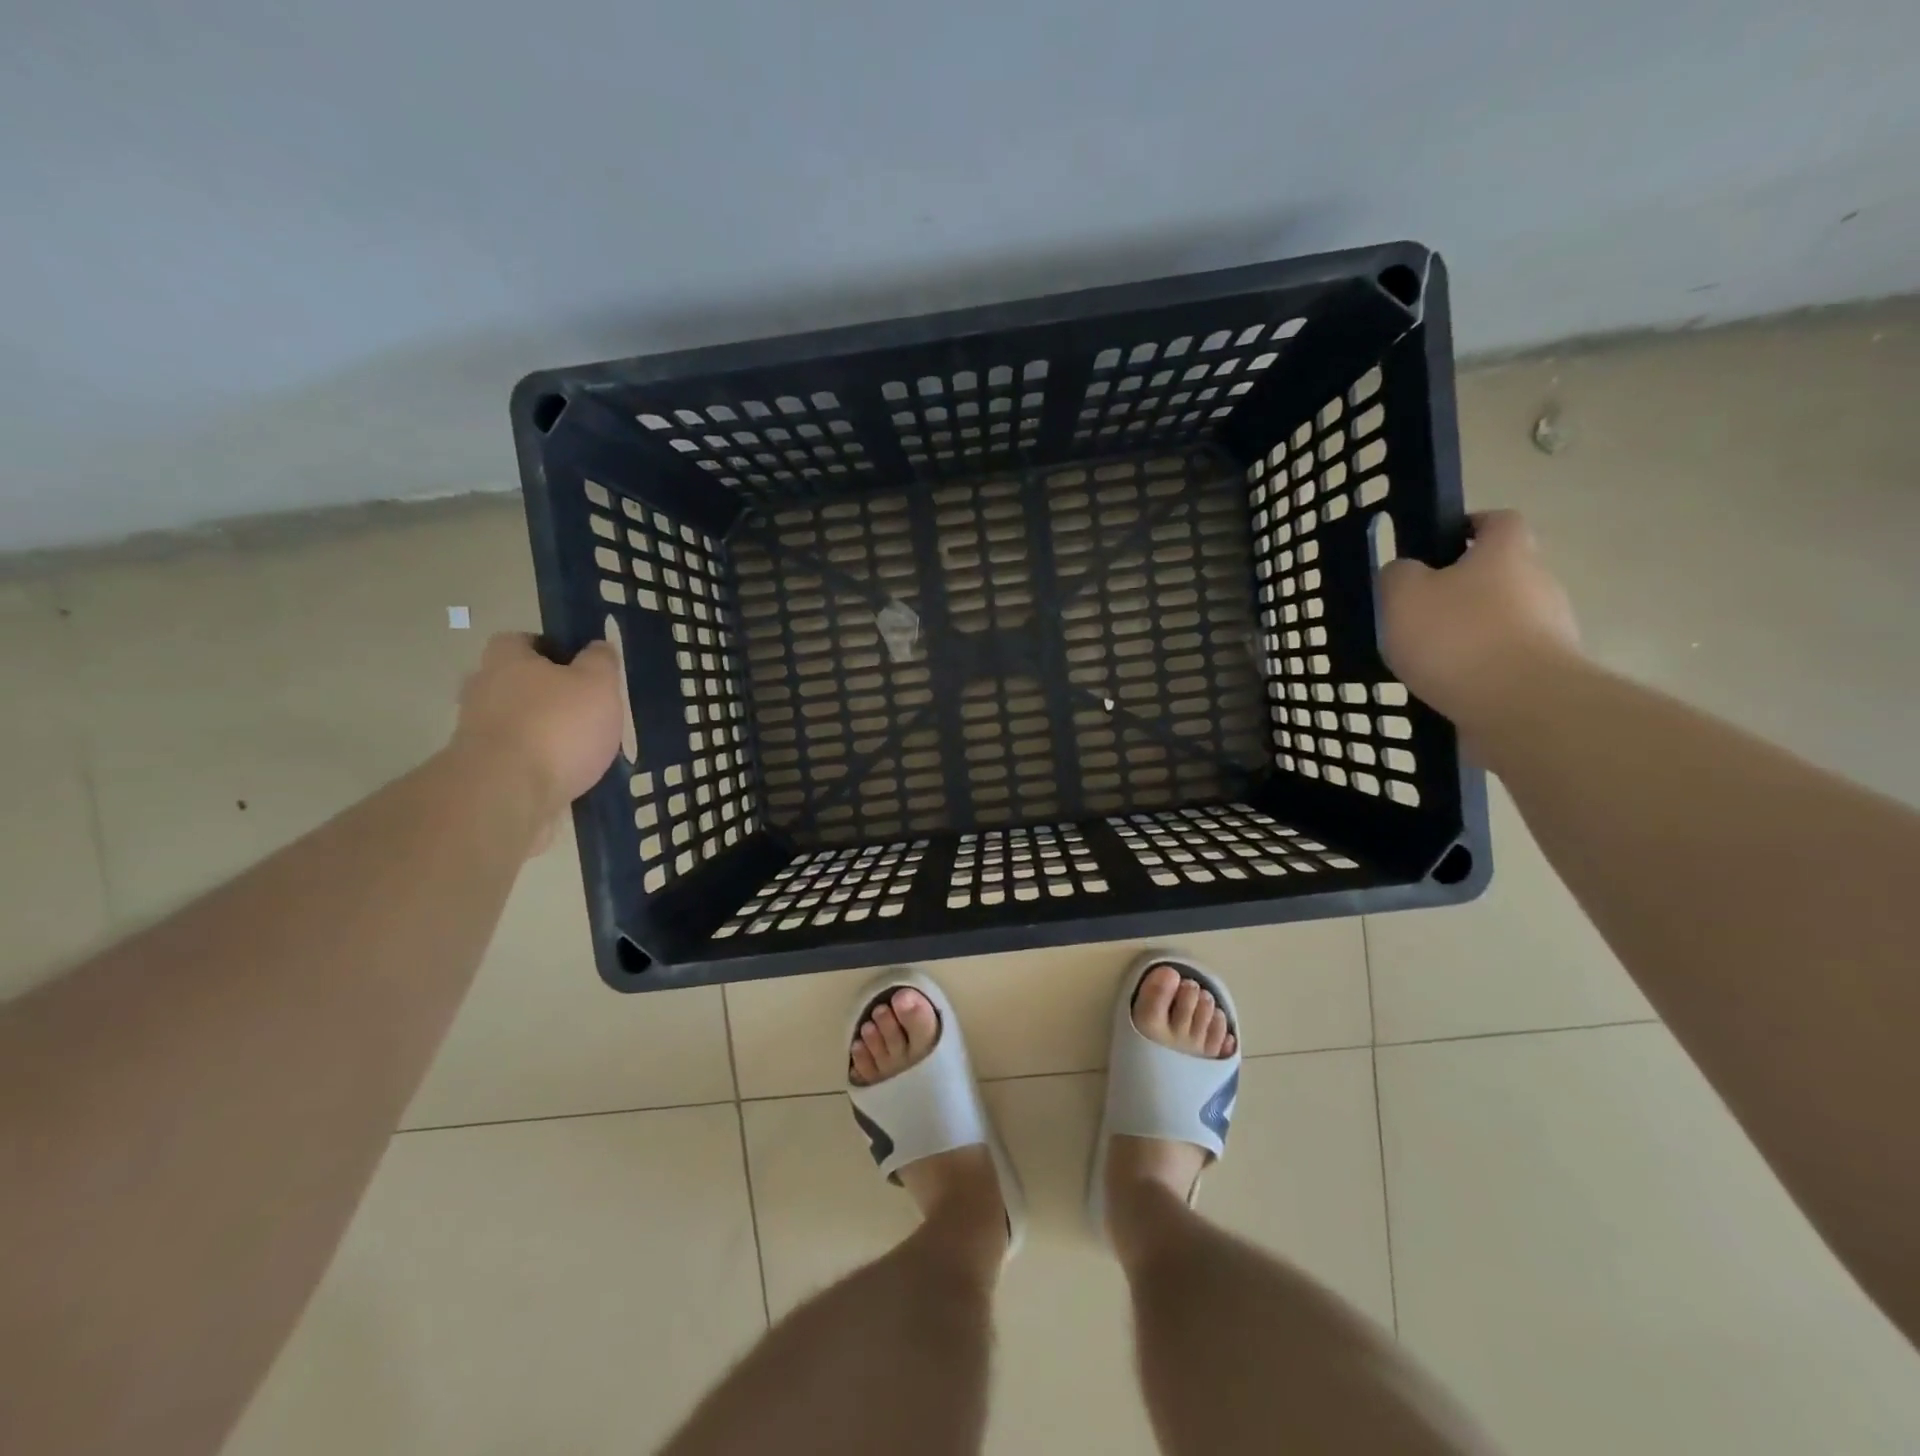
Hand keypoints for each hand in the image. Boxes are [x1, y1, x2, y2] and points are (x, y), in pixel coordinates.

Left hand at [453, 634, 624, 813]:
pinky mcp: (480, 770)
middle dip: (546, 693)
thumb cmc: (558, 725)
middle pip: (516, 682)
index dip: (551, 649)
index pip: (522, 640)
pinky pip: (515, 757)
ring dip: (542, 730)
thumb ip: (601, 662)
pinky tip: (566, 774)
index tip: (579, 667)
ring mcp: (475, 732)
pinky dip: (537, 762)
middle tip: (584, 708)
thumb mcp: (598, 684)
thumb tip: (597, 647)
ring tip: (582, 748)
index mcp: (507, 659)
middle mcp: (483, 689)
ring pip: (515, 722)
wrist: (508, 792)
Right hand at [1378, 510, 1581, 726]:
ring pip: (1504, 618)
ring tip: (1429, 657)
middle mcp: (1538, 582)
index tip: (1437, 546)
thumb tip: (1406, 572)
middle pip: (1501, 572)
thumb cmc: (1456, 636)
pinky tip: (1449, 685)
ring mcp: (1551, 628)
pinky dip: (1480, 667)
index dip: (1469, 527)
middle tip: (1421, 610)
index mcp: (1505, 553)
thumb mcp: (1402, 595)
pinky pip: (1506, 658)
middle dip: (1464, 588)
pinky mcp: (1547, 670)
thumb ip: (1398, 575)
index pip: (1499, 521)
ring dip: (1472, 631)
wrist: (1519, 704)